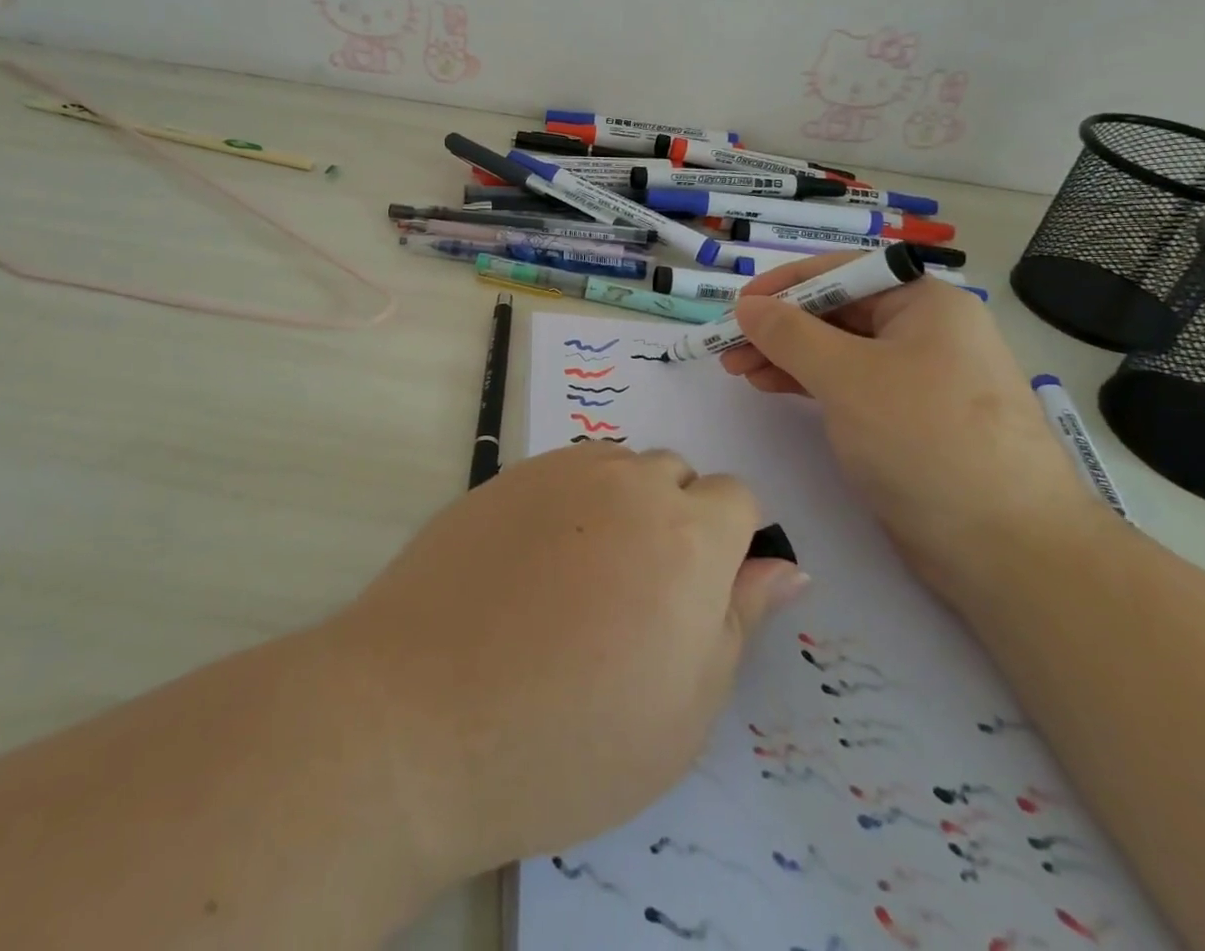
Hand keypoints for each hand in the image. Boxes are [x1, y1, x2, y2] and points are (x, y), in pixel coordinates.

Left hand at [329, 443, 808, 885]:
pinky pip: (563, 472)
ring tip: (583, 581)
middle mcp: (627, 482)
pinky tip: (534, 565)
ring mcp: (559, 472)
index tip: (701, 596)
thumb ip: (740, 620)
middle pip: (676, 476)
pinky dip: (569, 503)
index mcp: (687, 534)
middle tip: (638, 598)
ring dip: (622, 507)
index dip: (730, 544)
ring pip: (618, 468)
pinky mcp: (504, 476)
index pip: (737, 498)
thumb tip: (784, 566)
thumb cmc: (570, 737)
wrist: (421, 716)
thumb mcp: (685, 708)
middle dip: (676, 521)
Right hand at [725, 255, 1098, 601]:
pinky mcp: (911, 419)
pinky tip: (774, 387)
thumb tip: (747, 305)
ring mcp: (920, 377)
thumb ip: (789, 334)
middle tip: (728, 349)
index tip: (737, 307)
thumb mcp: (847, 377)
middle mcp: (926, 331)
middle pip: (837, 312)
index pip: (842, 273)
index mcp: (924, 303)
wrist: (1008, 548)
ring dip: (787, 356)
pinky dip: (809, 383)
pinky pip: (850, 384)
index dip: (784, 286)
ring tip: (739, 371)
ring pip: (839, 351)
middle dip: (779, 327)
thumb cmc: (925, 440)